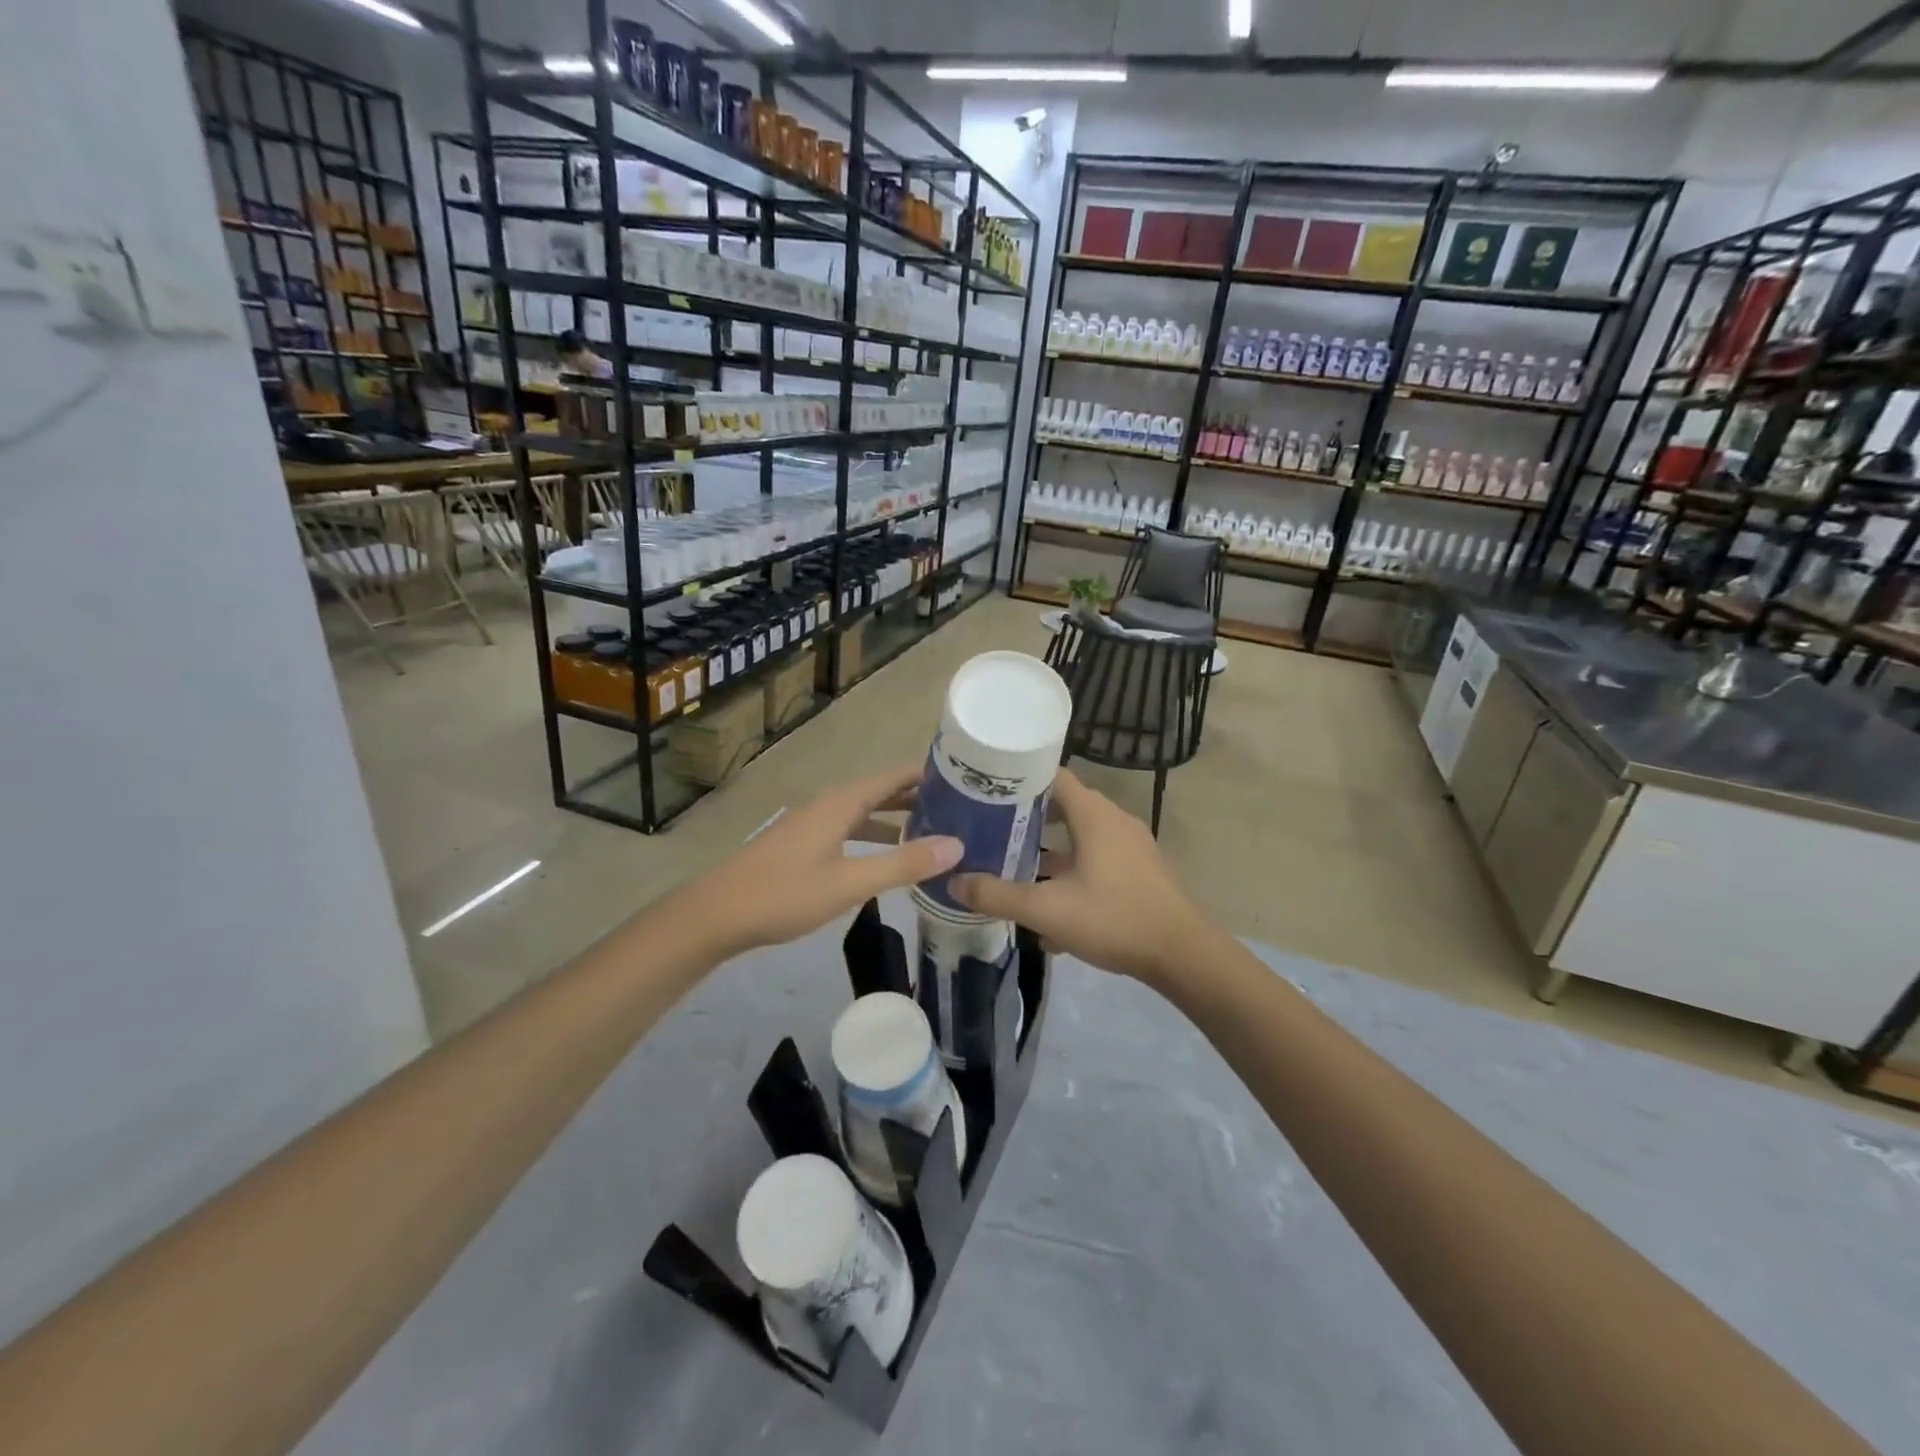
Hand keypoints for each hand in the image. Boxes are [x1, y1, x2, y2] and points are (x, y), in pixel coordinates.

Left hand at [681, 766, 961, 960]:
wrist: (715, 915)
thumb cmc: (784, 894)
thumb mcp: (849, 882)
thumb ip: (903, 864)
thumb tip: (957, 845)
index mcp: (840, 803)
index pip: (893, 777)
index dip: (926, 775)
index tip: (964, 778)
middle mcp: (827, 805)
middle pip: (879, 792)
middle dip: (915, 797)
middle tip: (958, 808)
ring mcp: (811, 825)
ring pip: (862, 812)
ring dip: (894, 819)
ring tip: (930, 832)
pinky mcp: (800, 846)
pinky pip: (847, 829)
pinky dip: (872, 836)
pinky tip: (882, 859)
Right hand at [949, 769, 1208, 985]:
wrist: (1182, 954)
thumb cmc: (1114, 919)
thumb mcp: (1048, 910)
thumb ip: (998, 895)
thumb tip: (954, 881)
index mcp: (1093, 815)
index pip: (1051, 776)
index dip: (1018, 779)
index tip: (986, 790)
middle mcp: (1113, 820)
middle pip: (1063, 805)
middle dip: (1027, 817)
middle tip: (990, 829)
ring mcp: (1130, 845)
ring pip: (1080, 836)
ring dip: (1049, 848)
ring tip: (1013, 864)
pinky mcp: (1138, 869)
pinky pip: (1096, 858)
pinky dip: (1072, 870)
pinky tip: (1051, 905)